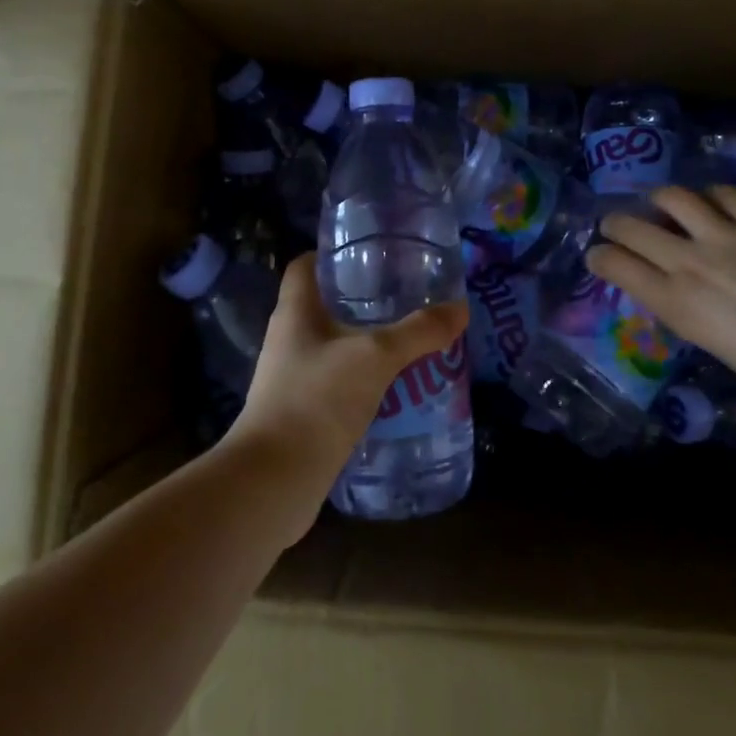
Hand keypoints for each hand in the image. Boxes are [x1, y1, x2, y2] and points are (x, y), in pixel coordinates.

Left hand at [228, 252, 469, 487]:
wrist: (274, 481)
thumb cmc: (317, 400)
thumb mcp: (376, 357)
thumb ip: (418, 332)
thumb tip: (461, 308)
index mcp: (295, 312)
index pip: (305, 266)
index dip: (333, 254)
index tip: (372, 253)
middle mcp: (289, 339)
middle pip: (325, 305)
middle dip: (364, 300)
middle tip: (407, 296)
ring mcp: (292, 378)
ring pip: (334, 346)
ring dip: (367, 342)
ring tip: (410, 339)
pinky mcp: (302, 413)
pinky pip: (337, 383)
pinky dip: (364, 380)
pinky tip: (396, 386)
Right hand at [589, 185, 735, 414]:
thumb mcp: (716, 347)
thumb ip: (692, 313)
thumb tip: (684, 294)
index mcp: (676, 303)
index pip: (616, 266)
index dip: (599, 257)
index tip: (596, 255)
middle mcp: (690, 262)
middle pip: (634, 227)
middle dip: (616, 224)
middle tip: (616, 224)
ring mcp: (727, 236)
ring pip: (675, 198)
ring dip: (661, 199)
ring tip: (664, 203)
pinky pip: (726, 194)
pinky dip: (712, 196)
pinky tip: (715, 202)